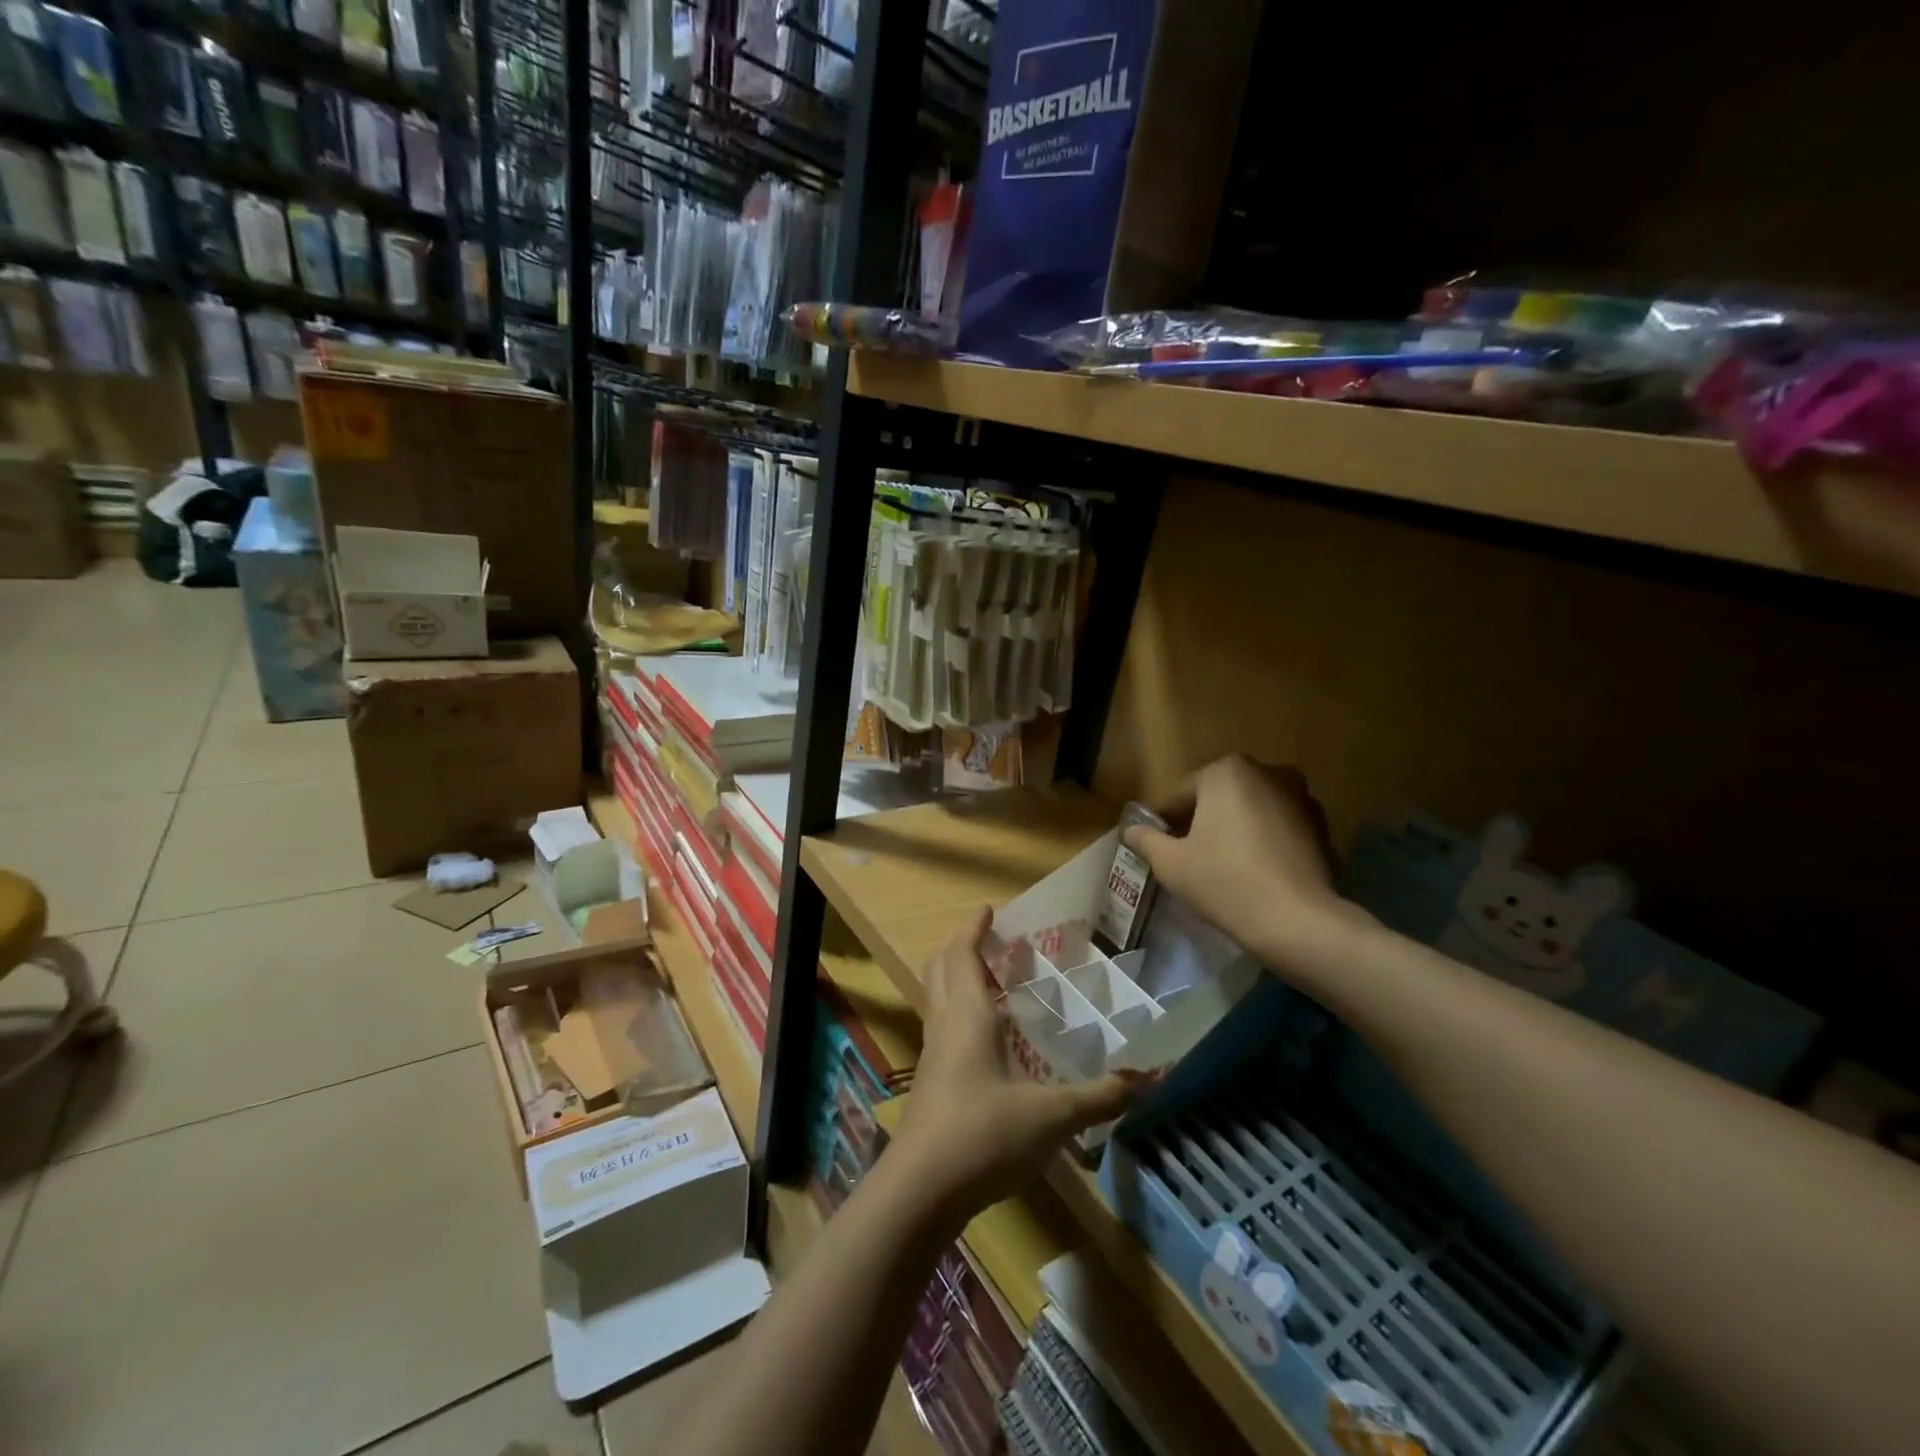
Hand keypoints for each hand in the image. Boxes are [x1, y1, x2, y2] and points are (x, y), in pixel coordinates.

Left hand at [892, 907, 1149, 1222]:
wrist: (920, 1191)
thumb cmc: (983, 1135)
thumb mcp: (1051, 1116)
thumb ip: (1101, 1097)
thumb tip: (1152, 1076)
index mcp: (967, 1015)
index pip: (962, 954)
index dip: (973, 928)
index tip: (988, 909)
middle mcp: (943, 1025)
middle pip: (940, 969)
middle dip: (960, 948)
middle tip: (990, 943)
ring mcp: (931, 1056)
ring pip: (936, 999)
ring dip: (956, 980)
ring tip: (990, 983)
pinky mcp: (929, 1085)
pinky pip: (941, 1029)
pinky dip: (957, 1015)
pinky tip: (986, 1041)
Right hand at [1123, 755, 1368, 975]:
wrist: (1298, 921)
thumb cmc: (1224, 882)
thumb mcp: (1170, 863)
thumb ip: (1146, 840)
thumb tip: (1130, 830)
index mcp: (1226, 771)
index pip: (1181, 795)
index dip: (1165, 823)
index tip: (1159, 848)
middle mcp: (1267, 771)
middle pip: (1218, 798)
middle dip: (1202, 822)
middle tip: (1189, 858)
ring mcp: (1300, 797)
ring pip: (1251, 811)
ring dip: (1235, 830)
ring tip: (1223, 867)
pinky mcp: (1322, 826)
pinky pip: (1278, 828)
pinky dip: (1264, 842)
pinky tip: (1255, 874)